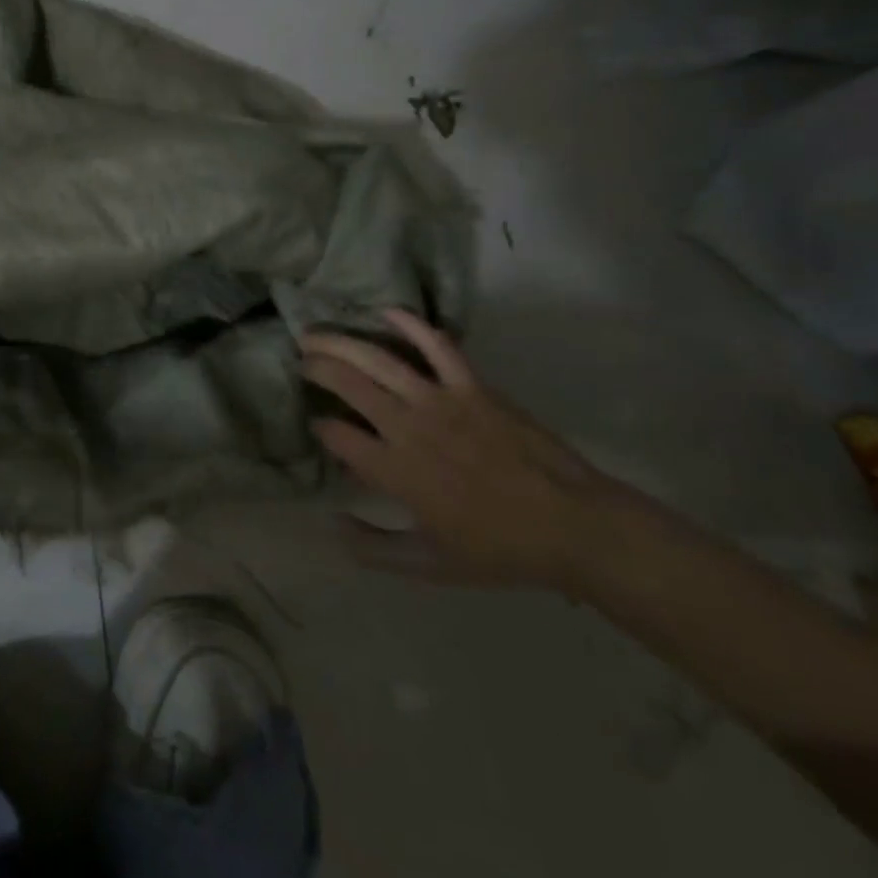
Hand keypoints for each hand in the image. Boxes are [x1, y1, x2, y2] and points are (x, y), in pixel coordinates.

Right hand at [303, 309, 619, 588]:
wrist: (575, 527)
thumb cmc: (500, 549)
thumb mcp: (430, 565)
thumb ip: (375, 549)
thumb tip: (332, 523)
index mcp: (396, 472)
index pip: (337, 435)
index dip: (320, 428)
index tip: (318, 427)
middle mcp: (409, 428)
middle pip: (348, 385)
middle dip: (317, 369)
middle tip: (302, 361)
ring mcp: (441, 401)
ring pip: (378, 360)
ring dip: (340, 343)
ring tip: (314, 334)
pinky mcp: (472, 386)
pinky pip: (437, 346)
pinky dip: (410, 324)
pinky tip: (385, 312)